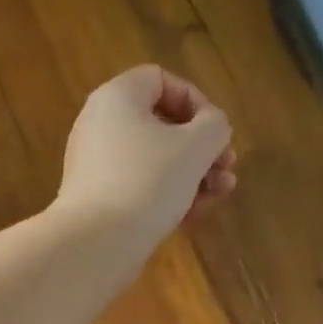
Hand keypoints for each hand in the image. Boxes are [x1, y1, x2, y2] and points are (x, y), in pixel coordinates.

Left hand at [54, 65, 235, 245]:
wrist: (97, 243)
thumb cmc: (148, 181)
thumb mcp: (195, 146)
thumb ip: (214, 126)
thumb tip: (212, 128)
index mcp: (116, 98)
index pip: (160, 80)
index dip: (196, 101)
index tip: (216, 132)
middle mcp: (100, 125)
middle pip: (160, 125)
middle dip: (201, 147)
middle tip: (226, 168)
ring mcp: (96, 166)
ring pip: (153, 160)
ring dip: (192, 174)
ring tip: (220, 194)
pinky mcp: (98, 201)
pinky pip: (139, 187)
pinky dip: (166, 194)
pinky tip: (193, 214)